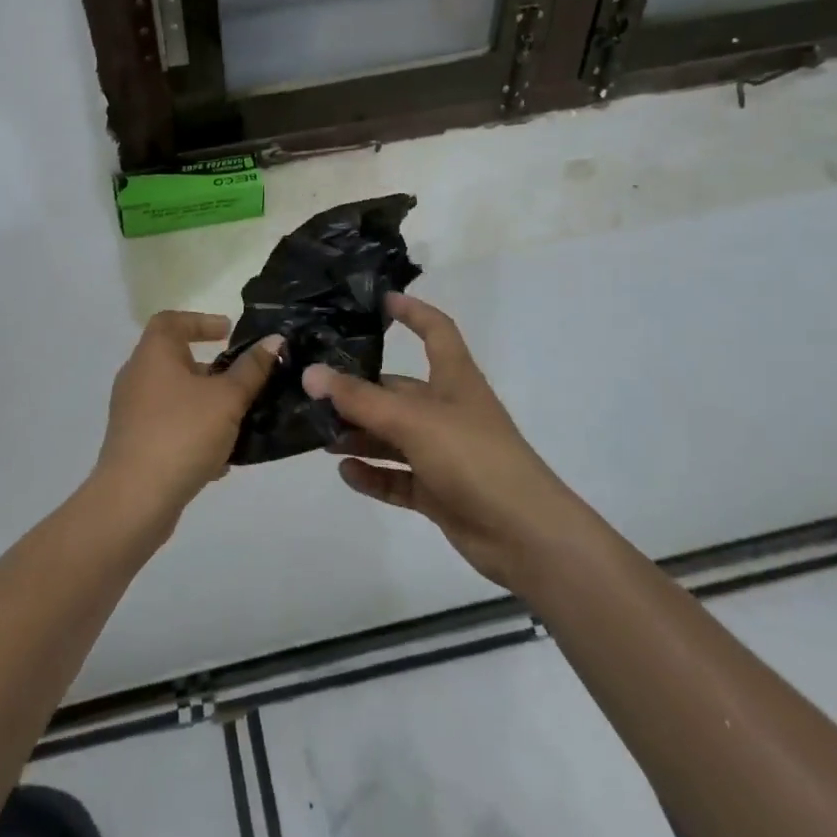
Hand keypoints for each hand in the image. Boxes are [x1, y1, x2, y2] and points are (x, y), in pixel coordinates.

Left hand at [94, 312, 280, 528]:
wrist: (136, 499)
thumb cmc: (182, 433)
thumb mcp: (227, 399)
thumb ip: (252, 369)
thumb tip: (274, 341)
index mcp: (153, 355)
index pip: (171, 321)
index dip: (200, 321)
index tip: (228, 333)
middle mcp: (137, 378)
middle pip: (175, 360)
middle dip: (212, 369)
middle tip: (242, 380)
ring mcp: (132, 413)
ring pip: (176, 398)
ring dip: (207, 405)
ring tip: (239, 420)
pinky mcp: (135, 444)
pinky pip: (170, 428)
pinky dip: (195, 434)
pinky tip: (220, 460)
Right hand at [302, 294, 571, 589]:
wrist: (525, 535)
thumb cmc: (473, 458)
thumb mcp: (413, 420)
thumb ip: (360, 399)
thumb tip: (311, 372)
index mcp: (455, 380)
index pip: (436, 331)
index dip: (412, 312)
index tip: (379, 301)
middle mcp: (448, 411)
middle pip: (398, 390)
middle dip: (359, 391)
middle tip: (313, 391)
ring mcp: (444, 453)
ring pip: (392, 436)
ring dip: (359, 435)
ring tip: (318, 435)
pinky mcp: (439, 491)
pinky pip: (397, 476)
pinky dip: (373, 474)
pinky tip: (345, 472)